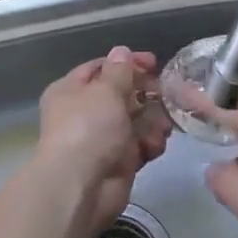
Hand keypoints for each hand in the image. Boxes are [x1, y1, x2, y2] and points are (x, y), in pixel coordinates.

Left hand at [35, 47, 168, 234]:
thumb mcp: (105, 90)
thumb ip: (119, 71)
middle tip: (166, 94)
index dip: (127, 63)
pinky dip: (149, 144)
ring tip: (163, 126)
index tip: (154, 63)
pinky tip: (154, 146)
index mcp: (71, 90)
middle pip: (122, 95)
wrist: (81, 186)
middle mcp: (84, 113)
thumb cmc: (89, 128)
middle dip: (146, 94)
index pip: (101, 68)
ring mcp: (102, 138)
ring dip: (153, 121)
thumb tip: (121, 52)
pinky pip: (139, 145)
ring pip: (135, 121)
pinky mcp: (118, 161)